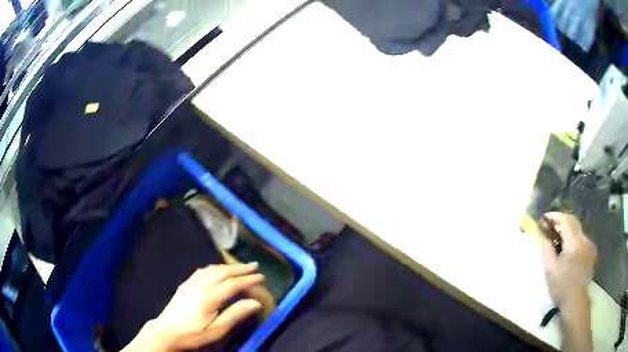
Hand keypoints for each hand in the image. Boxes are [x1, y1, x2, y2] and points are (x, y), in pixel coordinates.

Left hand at [124, 263, 263, 351]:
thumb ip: (236, 314)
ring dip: (228, 266)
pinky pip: (202, 271)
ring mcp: (191, 283)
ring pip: (212, 269)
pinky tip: (217, 271)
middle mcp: (200, 285)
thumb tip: (256, 303)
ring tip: (240, 267)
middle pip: (223, 272)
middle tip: (255, 266)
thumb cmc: (194, 334)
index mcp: (209, 297)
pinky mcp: (185, 284)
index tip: (262, 277)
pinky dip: (215, 268)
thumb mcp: (217, 330)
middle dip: (240, 268)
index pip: (233, 284)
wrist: (166, 331)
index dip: (248, 280)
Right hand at [540, 213, 596, 307]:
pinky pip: (583, 239)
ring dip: (568, 232)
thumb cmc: (562, 287)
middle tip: (551, 228)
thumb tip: (544, 238)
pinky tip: (570, 251)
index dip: (555, 216)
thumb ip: (547, 251)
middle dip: (562, 222)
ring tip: (560, 241)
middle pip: (573, 222)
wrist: (576, 301)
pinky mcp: (592, 252)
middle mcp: (584, 239)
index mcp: (574, 242)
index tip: (545, 218)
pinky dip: (575, 240)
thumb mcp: (550, 271)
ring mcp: (590, 245)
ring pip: (578, 231)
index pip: (565, 220)